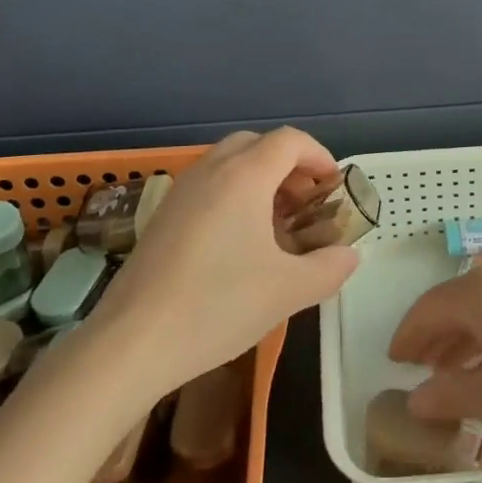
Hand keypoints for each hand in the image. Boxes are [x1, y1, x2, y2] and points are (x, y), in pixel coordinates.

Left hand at [90, 129, 359, 393]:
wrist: (132, 341)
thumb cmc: (218, 306)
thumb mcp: (289, 291)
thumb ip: (329, 267)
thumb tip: (349, 255)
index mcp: (244, 176)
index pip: (290, 141)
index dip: (319, 156)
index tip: (333, 187)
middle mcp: (211, 170)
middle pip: (258, 144)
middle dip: (288, 164)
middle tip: (305, 203)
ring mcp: (181, 190)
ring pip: (229, 162)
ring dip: (259, 178)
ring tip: (275, 224)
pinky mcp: (162, 214)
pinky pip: (207, 184)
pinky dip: (232, 193)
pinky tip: (238, 243)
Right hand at [388, 260, 481, 442]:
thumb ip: (450, 395)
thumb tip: (415, 399)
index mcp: (480, 292)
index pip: (428, 308)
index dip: (407, 335)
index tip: (393, 361)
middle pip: (456, 303)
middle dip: (434, 336)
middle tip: (418, 368)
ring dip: (463, 337)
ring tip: (452, 373)